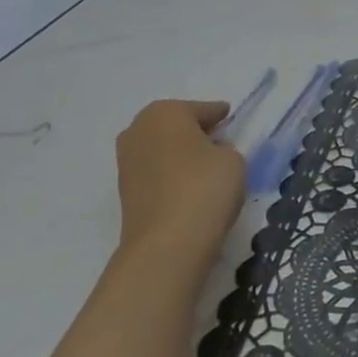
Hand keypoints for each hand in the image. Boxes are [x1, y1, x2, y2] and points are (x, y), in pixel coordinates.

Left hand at [114, 99, 243, 275]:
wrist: (166, 246)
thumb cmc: (204, 188)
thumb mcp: (233, 159)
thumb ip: (223, 148)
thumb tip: (209, 153)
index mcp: (165, 112)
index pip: (202, 110)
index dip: (219, 116)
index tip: (230, 120)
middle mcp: (138, 131)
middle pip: (175, 126)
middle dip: (194, 133)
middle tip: (218, 144)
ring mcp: (126, 163)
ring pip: (162, 150)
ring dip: (180, 156)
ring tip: (205, 170)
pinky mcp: (125, 194)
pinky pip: (156, 175)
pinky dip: (170, 177)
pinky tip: (189, 189)